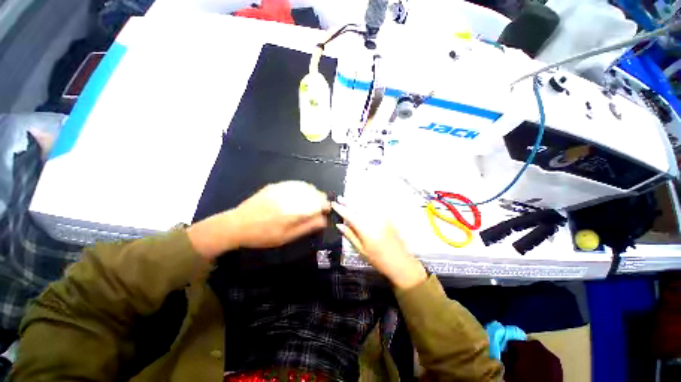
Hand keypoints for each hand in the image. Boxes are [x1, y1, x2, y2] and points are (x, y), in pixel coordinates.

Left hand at [188, 181, 329, 259]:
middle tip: (319, 208)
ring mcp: (282, 189)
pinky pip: (295, 184)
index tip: (326, 211)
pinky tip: (300, 194)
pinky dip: (303, 188)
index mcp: (295, 210)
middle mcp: (291, 196)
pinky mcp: (276, 185)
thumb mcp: (287, 236)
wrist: (237, 224)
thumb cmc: (264, 235)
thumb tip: (324, 220)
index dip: (326, 206)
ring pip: (306, 186)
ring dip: (313, 193)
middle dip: (321, 199)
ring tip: (311, 201)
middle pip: (315, 192)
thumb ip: (307, 226)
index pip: (319, 203)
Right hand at [332, 202, 426, 289]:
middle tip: (340, 198)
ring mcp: (382, 218)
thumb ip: (350, 235)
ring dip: (357, 201)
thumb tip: (340, 225)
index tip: (334, 204)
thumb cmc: (379, 260)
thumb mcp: (361, 250)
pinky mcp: (388, 218)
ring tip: (350, 199)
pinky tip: (364, 203)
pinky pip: (376, 207)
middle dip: (348, 201)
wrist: (401, 263)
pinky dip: (368, 204)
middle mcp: (374, 220)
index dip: (341, 209)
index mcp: (365, 229)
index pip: (350, 215)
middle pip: (359, 206)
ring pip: (367, 205)